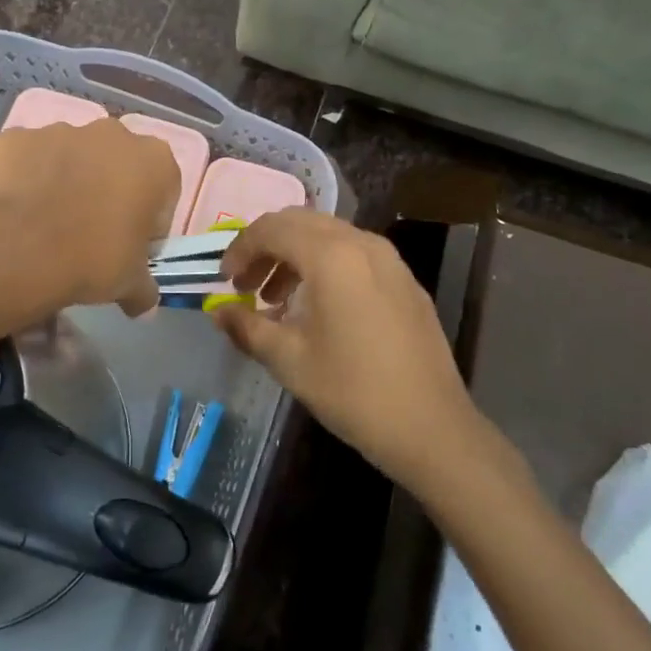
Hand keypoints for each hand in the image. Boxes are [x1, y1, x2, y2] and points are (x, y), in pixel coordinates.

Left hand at [0, 119, 178, 316]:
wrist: (16, 247)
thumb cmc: (92, 259)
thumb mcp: (130, 284)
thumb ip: (144, 288)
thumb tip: (143, 303)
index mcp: (155, 160)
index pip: (163, 192)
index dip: (149, 223)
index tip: (131, 249)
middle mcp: (113, 134)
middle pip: (119, 164)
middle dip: (110, 192)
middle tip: (91, 235)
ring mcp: (62, 129)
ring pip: (74, 157)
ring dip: (69, 181)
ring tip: (49, 225)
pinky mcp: (19, 137)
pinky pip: (31, 158)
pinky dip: (28, 178)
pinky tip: (19, 212)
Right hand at [213, 209, 475, 486]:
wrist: (432, 427)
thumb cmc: (353, 391)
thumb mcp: (289, 360)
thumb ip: (247, 327)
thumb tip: (218, 313)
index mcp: (331, 255)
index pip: (272, 229)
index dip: (240, 249)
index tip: (224, 281)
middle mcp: (362, 243)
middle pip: (300, 223)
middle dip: (266, 247)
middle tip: (245, 285)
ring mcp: (390, 260)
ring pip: (329, 237)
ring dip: (295, 257)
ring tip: (276, 301)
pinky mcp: (406, 281)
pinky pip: (354, 255)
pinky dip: (325, 266)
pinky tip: (317, 309)